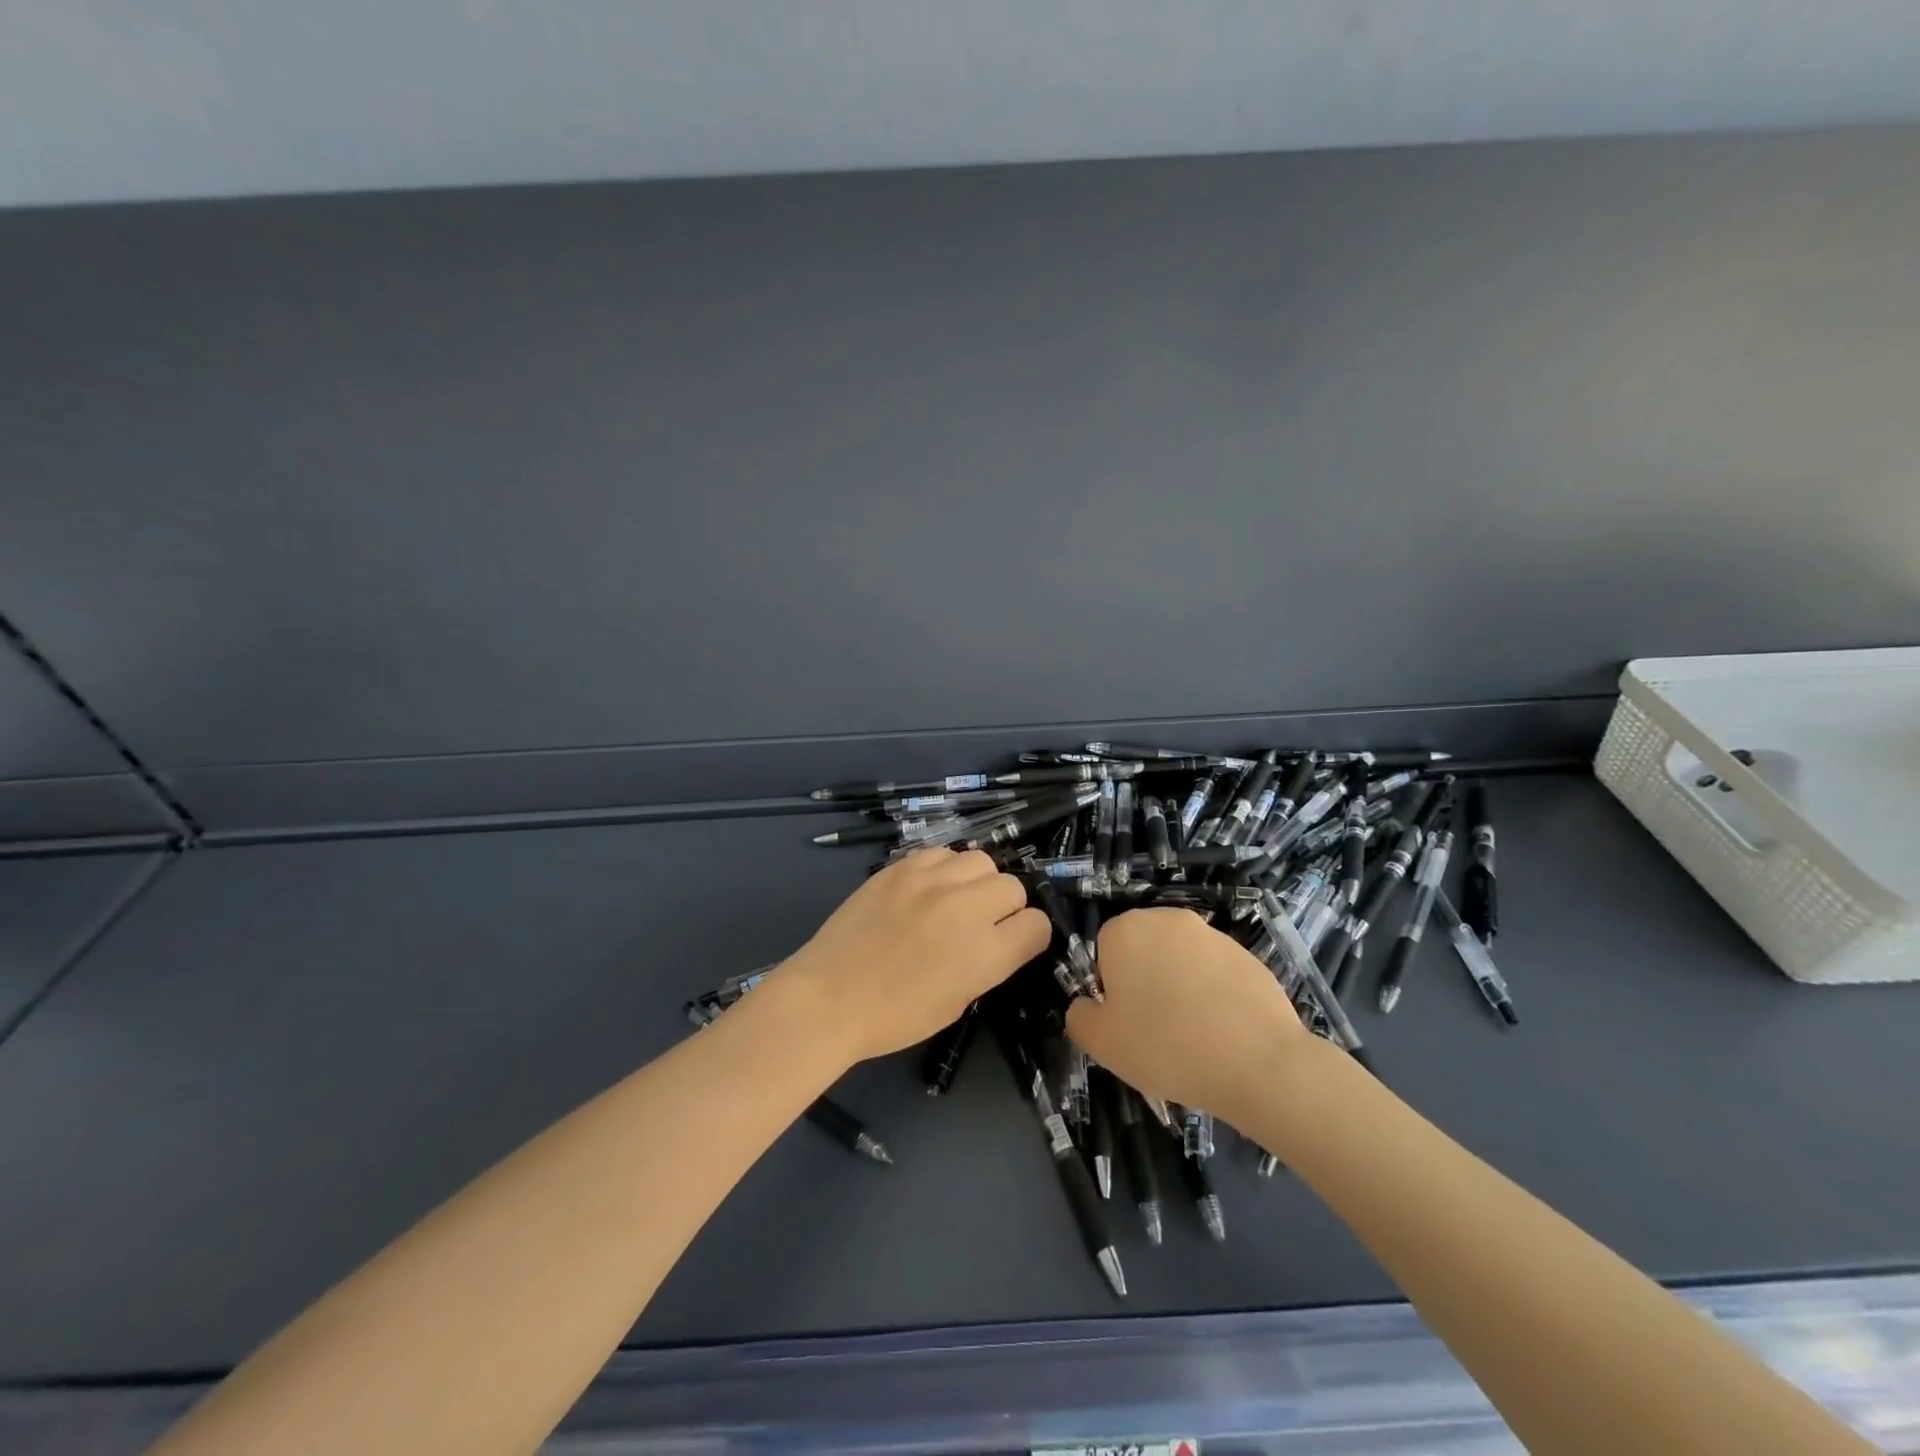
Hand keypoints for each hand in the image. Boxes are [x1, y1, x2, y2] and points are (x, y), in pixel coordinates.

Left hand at [775, 848, 1050, 1064]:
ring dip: (976, 882)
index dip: (1029, 936)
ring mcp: (931, 881)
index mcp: (986, 952)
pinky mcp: (902, 867)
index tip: (1013, 942)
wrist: (830, 997)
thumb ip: (988, 963)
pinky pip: (942, 853)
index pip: (1037, 924)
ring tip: (954, 901)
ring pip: (981, 861)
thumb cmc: (895, 1016)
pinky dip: (943, 870)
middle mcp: (966, 907)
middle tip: (980, 924)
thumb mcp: (957, 1001)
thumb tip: (1000, 937)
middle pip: (1013, 887)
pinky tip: (926, 890)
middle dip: (1005, 907)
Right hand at [1066, 908, 1315, 1123]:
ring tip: (1193, 1034)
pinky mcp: (1247, 954)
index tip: (1126, 1020)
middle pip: (1143, 948)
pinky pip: (1216, 973)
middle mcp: (1167, 919)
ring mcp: (1211, 934)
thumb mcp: (1101, 1044)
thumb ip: (1079, 1017)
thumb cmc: (1166, 1046)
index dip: (1111, 986)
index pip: (1104, 949)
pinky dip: (1214, 994)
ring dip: (1179, 986)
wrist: (1258, 1063)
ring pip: (1180, 960)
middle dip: (1145, 980)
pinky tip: (1223, 1031)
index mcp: (1125, 930)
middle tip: (1154, 1028)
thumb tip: (1086, 1006)